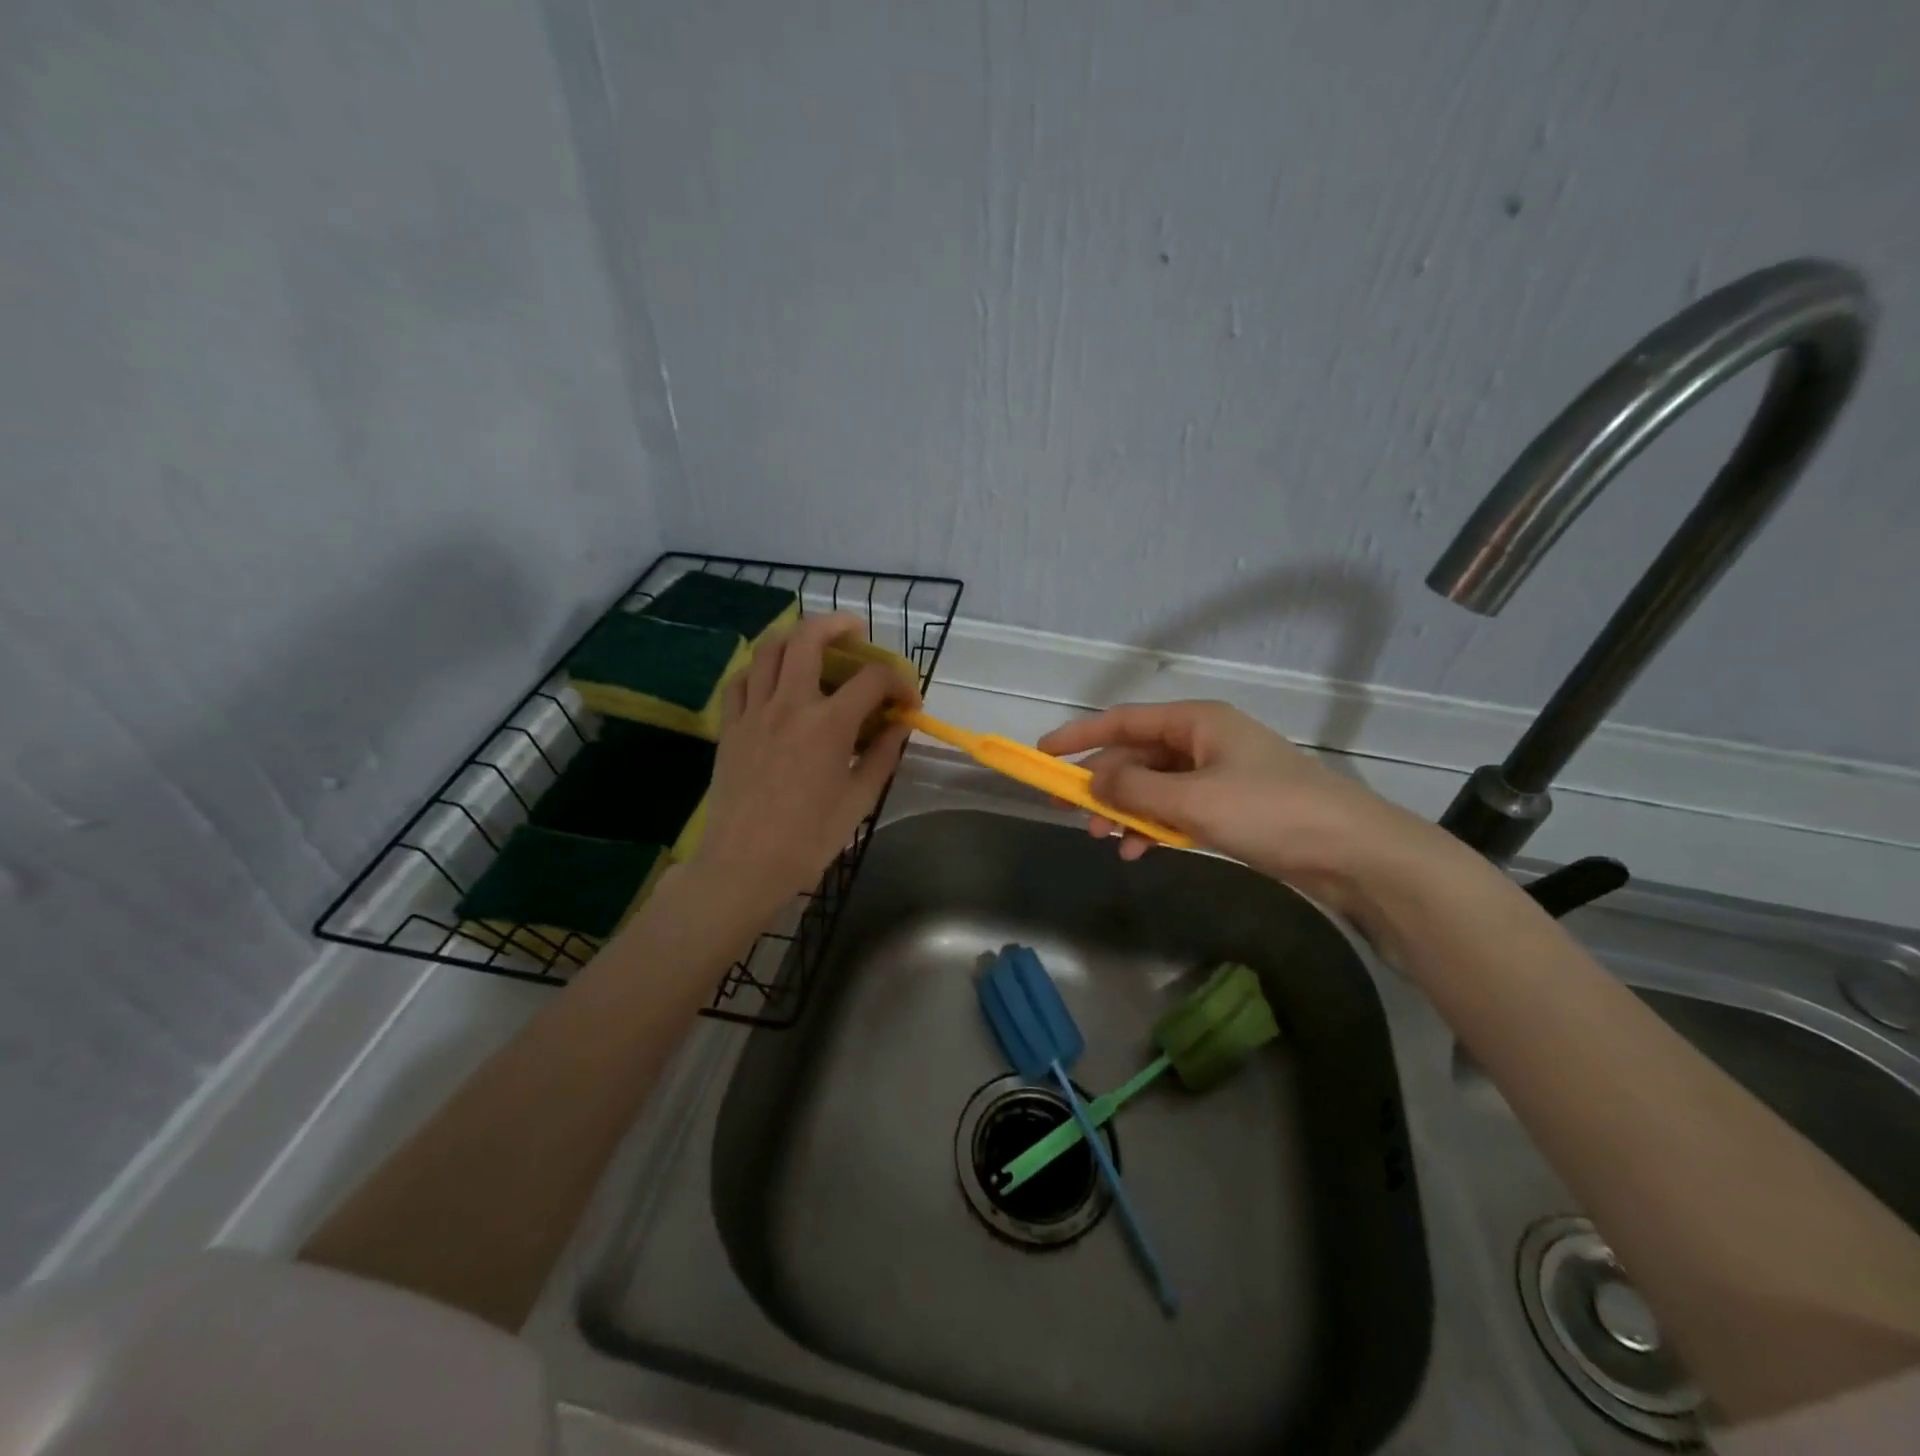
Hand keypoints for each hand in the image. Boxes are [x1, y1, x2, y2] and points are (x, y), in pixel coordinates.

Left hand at [692, 613, 918, 912]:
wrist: (744, 864)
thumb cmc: (808, 838)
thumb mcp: (859, 799)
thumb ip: (882, 754)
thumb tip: (899, 724)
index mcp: (829, 724)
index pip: (872, 679)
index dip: (898, 681)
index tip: (908, 701)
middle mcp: (790, 704)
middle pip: (810, 639)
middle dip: (839, 625)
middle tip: (856, 632)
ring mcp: (754, 712)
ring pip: (769, 649)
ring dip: (795, 636)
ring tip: (813, 644)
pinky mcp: (730, 726)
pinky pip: (742, 679)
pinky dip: (760, 667)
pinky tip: (773, 678)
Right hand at [1038, 700, 1458, 921]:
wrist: (1351, 852)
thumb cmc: (1270, 812)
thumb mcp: (1193, 800)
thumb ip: (1135, 789)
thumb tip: (1093, 782)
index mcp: (1197, 722)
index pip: (1124, 721)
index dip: (1080, 736)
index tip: (1043, 754)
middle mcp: (1204, 740)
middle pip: (1137, 755)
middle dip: (1103, 784)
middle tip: (1072, 813)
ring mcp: (1218, 773)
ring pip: (1154, 785)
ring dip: (1126, 809)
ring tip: (1106, 840)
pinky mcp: (1230, 805)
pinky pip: (1176, 808)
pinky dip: (1154, 825)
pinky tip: (1139, 849)